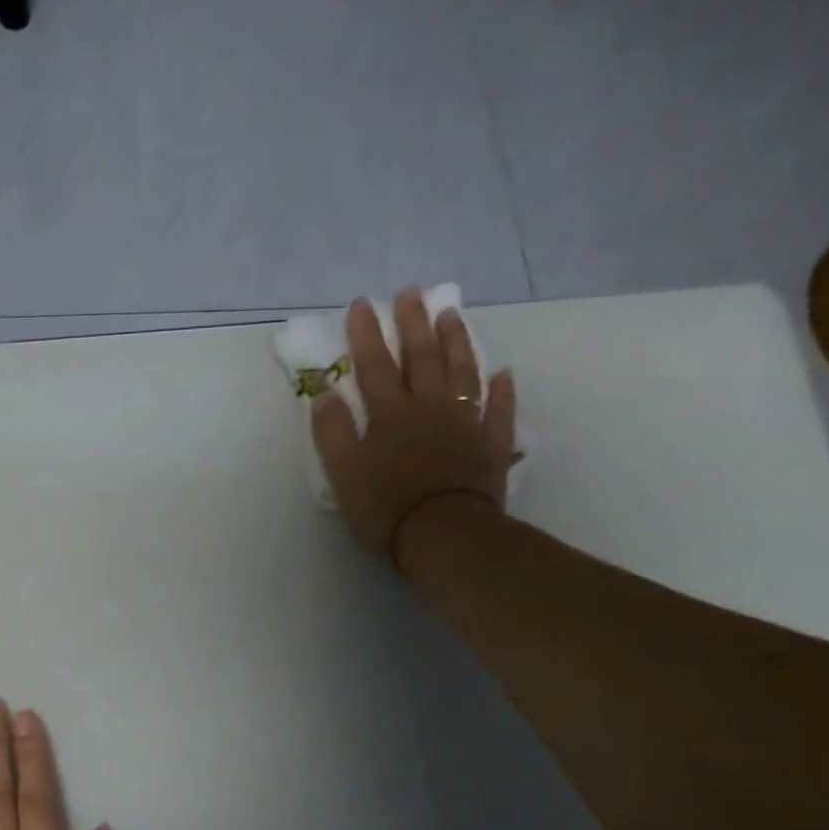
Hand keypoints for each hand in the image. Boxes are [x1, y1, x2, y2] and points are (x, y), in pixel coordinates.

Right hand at [313, 290, 518, 570]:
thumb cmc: (386, 507)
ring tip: (451, 315)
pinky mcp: (490, 446)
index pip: (374, 366)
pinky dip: (501, 391)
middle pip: (421, 359)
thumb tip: (325, 393)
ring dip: (456, 342)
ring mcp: (464, 424)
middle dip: (413, 324)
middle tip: (411, 293)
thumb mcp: (343, 473)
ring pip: (461, 373)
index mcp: (389, 415)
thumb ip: (332, 432)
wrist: (443, 536)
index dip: (366, 334)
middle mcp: (428, 409)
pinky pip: (498, 411)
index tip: (361, 304)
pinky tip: (503, 373)